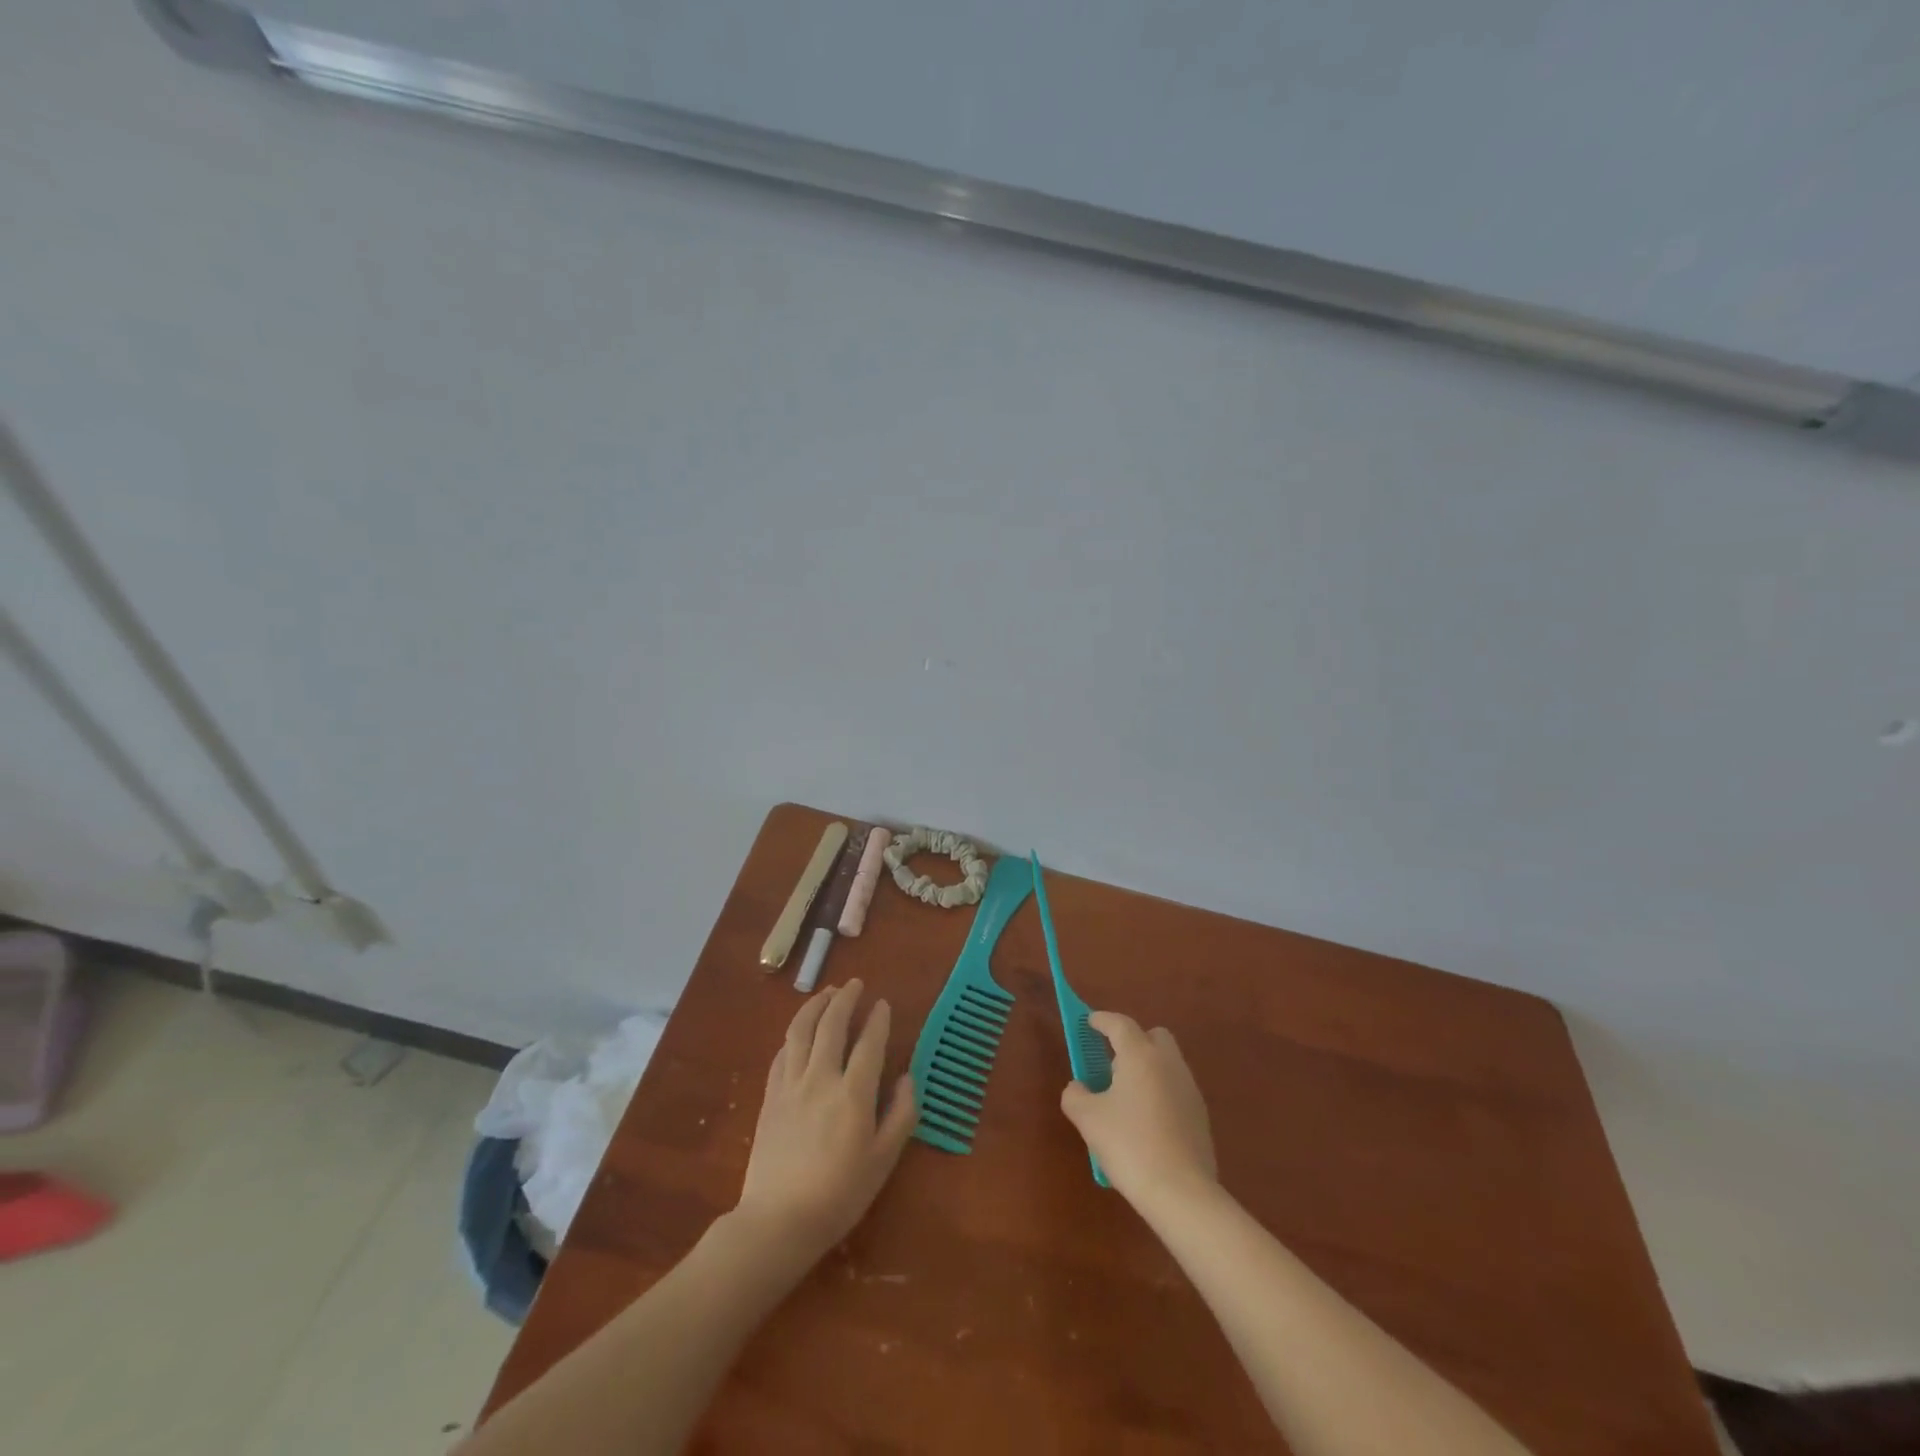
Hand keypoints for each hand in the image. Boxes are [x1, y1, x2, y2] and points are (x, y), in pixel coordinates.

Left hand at [737, 980, 917, 1260]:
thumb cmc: (840, 1195)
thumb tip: (907, 1077)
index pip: (869, 1042)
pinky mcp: (770, 1096)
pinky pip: (782, 1052)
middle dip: (845, 999)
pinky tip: (800, 1030)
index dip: (877, 1019)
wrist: (778, 1222)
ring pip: (801, 1030)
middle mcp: (821, 1078)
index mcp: (853, 1093)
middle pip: (832, 1024)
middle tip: (855, 984)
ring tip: (826, 992)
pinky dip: (794, 1033)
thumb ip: (901, 1114)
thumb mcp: (883, 1160)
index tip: (883, 1003)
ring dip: (815, 1005)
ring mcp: (791, 1085)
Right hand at [1060, 1011, 1216, 1209]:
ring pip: (1166, 1062)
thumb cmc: (1129, 1145)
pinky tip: (1147, 1122)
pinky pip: (1175, 1088)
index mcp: (1140, 1055)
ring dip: (1147, 1068)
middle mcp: (1168, 1063)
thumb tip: (1079, 1087)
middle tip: (1111, 1063)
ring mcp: (1189, 1088)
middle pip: (1152, 1036)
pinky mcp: (1200, 1114)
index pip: (1119, 1024)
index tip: (1089, 1022)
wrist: (1182, 1192)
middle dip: (1132, 1041)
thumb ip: (1076, 1095)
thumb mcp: (1088, 1119)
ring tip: (1126, 1097)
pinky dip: (1160, 1092)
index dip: (1102, 1020)